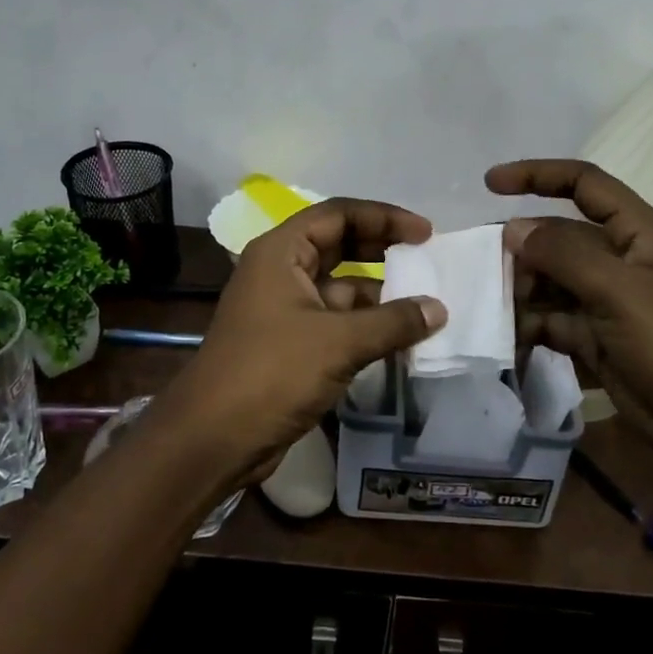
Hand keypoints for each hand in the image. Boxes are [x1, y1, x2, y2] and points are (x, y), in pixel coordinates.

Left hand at [165, 198, 446, 479]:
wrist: (213, 439)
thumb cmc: (271, 373)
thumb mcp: (338, 342)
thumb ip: (392, 322)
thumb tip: (438, 309)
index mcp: (281, 252)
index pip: (338, 214)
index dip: (383, 217)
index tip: (424, 233)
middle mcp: (280, 272)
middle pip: (338, 246)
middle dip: (382, 251)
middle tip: (426, 261)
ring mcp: (284, 309)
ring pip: (340, 288)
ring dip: (379, 296)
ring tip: (425, 307)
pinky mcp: (290, 344)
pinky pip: (336, 322)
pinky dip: (366, 326)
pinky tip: (400, 340)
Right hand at [488, 159, 652, 448]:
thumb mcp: (622, 292)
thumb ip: (565, 255)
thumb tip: (513, 229)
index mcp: (636, 233)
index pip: (584, 184)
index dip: (538, 175)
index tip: (490, 184)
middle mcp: (618, 261)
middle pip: (557, 238)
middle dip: (520, 249)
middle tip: (483, 273)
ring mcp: (605, 302)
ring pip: (548, 281)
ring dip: (519, 291)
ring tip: (491, 310)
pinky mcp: (594, 339)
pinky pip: (550, 321)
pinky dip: (526, 327)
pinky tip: (505, 340)